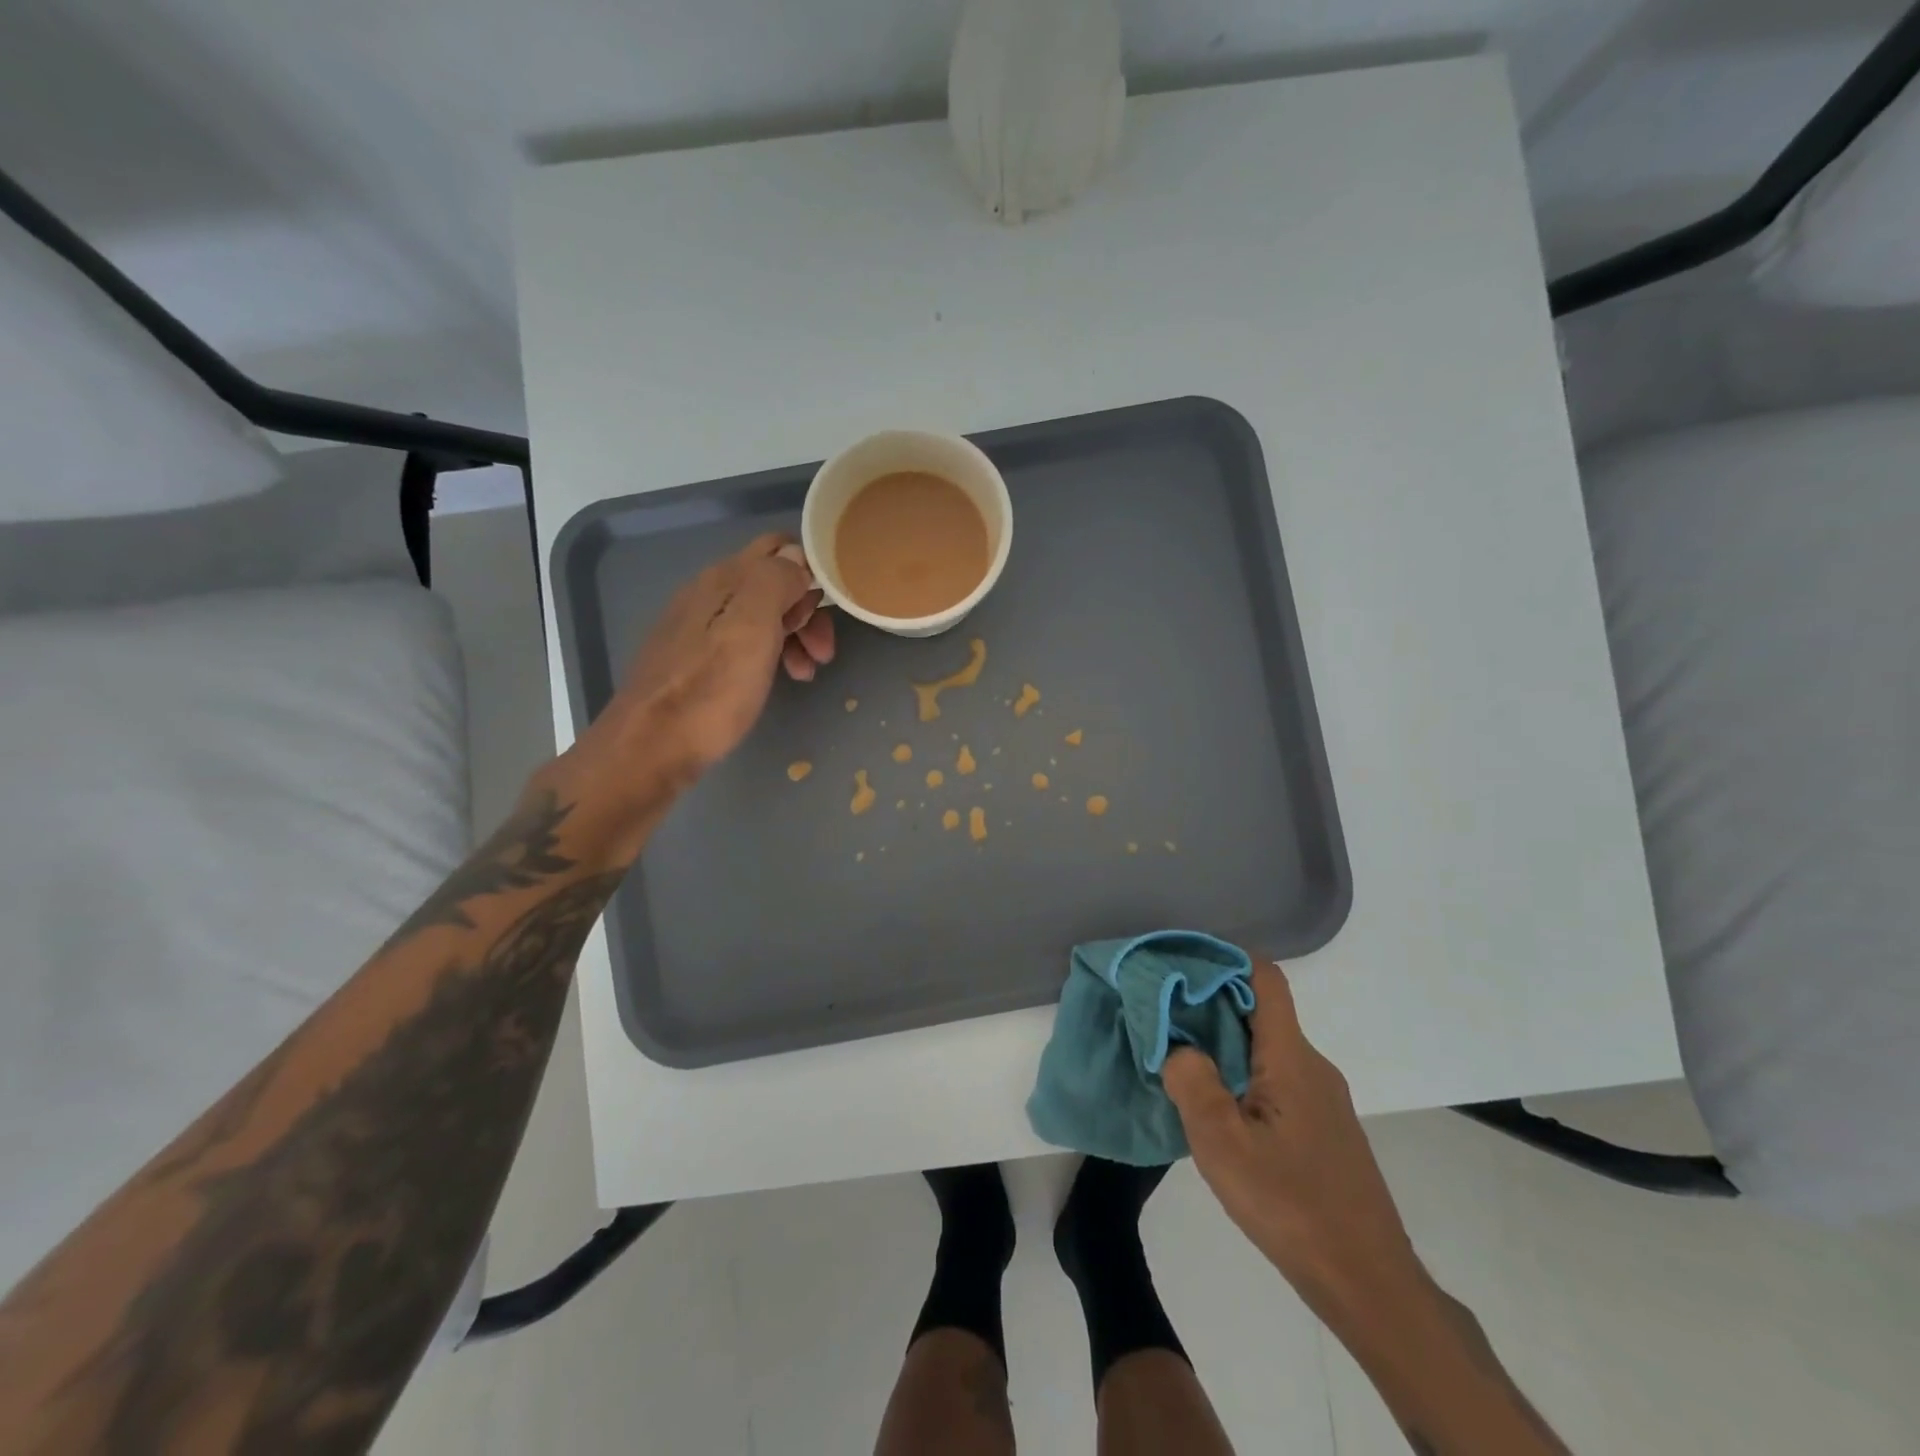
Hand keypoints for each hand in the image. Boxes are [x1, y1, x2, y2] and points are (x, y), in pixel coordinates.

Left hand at [579, 534, 834, 789]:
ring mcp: (697, 627)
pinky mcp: (693, 659)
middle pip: (772, 583)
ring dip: (793, 636)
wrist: (650, 749)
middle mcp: (708, 593)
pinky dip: (770, 654)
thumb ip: (775, 582)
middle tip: (824, 651)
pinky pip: (743, 641)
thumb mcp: (751, 629)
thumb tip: (796, 558)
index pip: (777, 547)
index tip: (830, 609)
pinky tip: (777, 679)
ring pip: (760, 615)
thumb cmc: (710, 691)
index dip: (812, 570)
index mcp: (723, 580)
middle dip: (806, 610)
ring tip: (807, 672)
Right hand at [1163, 963, 1421, 1306]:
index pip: (1265, 978)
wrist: (1369, 1285)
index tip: (1179, 966)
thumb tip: (1178, 1047)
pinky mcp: (1324, 1128)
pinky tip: (1219, 1112)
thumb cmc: (1292, 1206)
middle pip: (1260, 1011)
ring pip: (1267, 1049)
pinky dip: (1241, 1076)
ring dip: (1223, 1045)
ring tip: (1180, 1064)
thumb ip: (1192, 1083)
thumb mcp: (1222, 1145)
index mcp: (1291, 1058)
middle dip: (1210, 1006)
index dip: (1224, 960)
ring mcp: (1323, 1099)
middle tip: (1162, 1020)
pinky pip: (1276, 1079)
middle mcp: (1312, 1066)